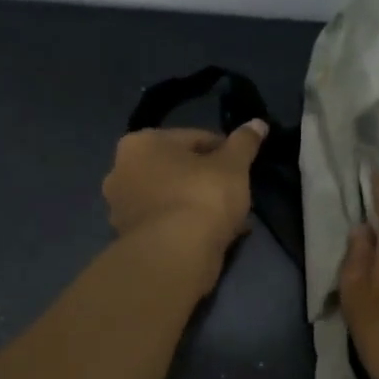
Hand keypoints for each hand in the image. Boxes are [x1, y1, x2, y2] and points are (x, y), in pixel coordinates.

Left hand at [102, 123, 266, 287]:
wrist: (175, 256)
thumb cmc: (202, 197)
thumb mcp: (233, 165)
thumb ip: (245, 142)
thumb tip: (257, 123)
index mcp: (141, 143)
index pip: (194, 138)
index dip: (224, 151)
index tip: (243, 167)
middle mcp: (121, 171)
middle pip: (178, 169)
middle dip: (207, 179)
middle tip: (236, 193)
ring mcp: (121, 208)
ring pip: (173, 197)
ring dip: (198, 204)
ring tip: (230, 217)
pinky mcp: (130, 238)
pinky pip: (168, 222)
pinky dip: (188, 225)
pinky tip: (215, 235)